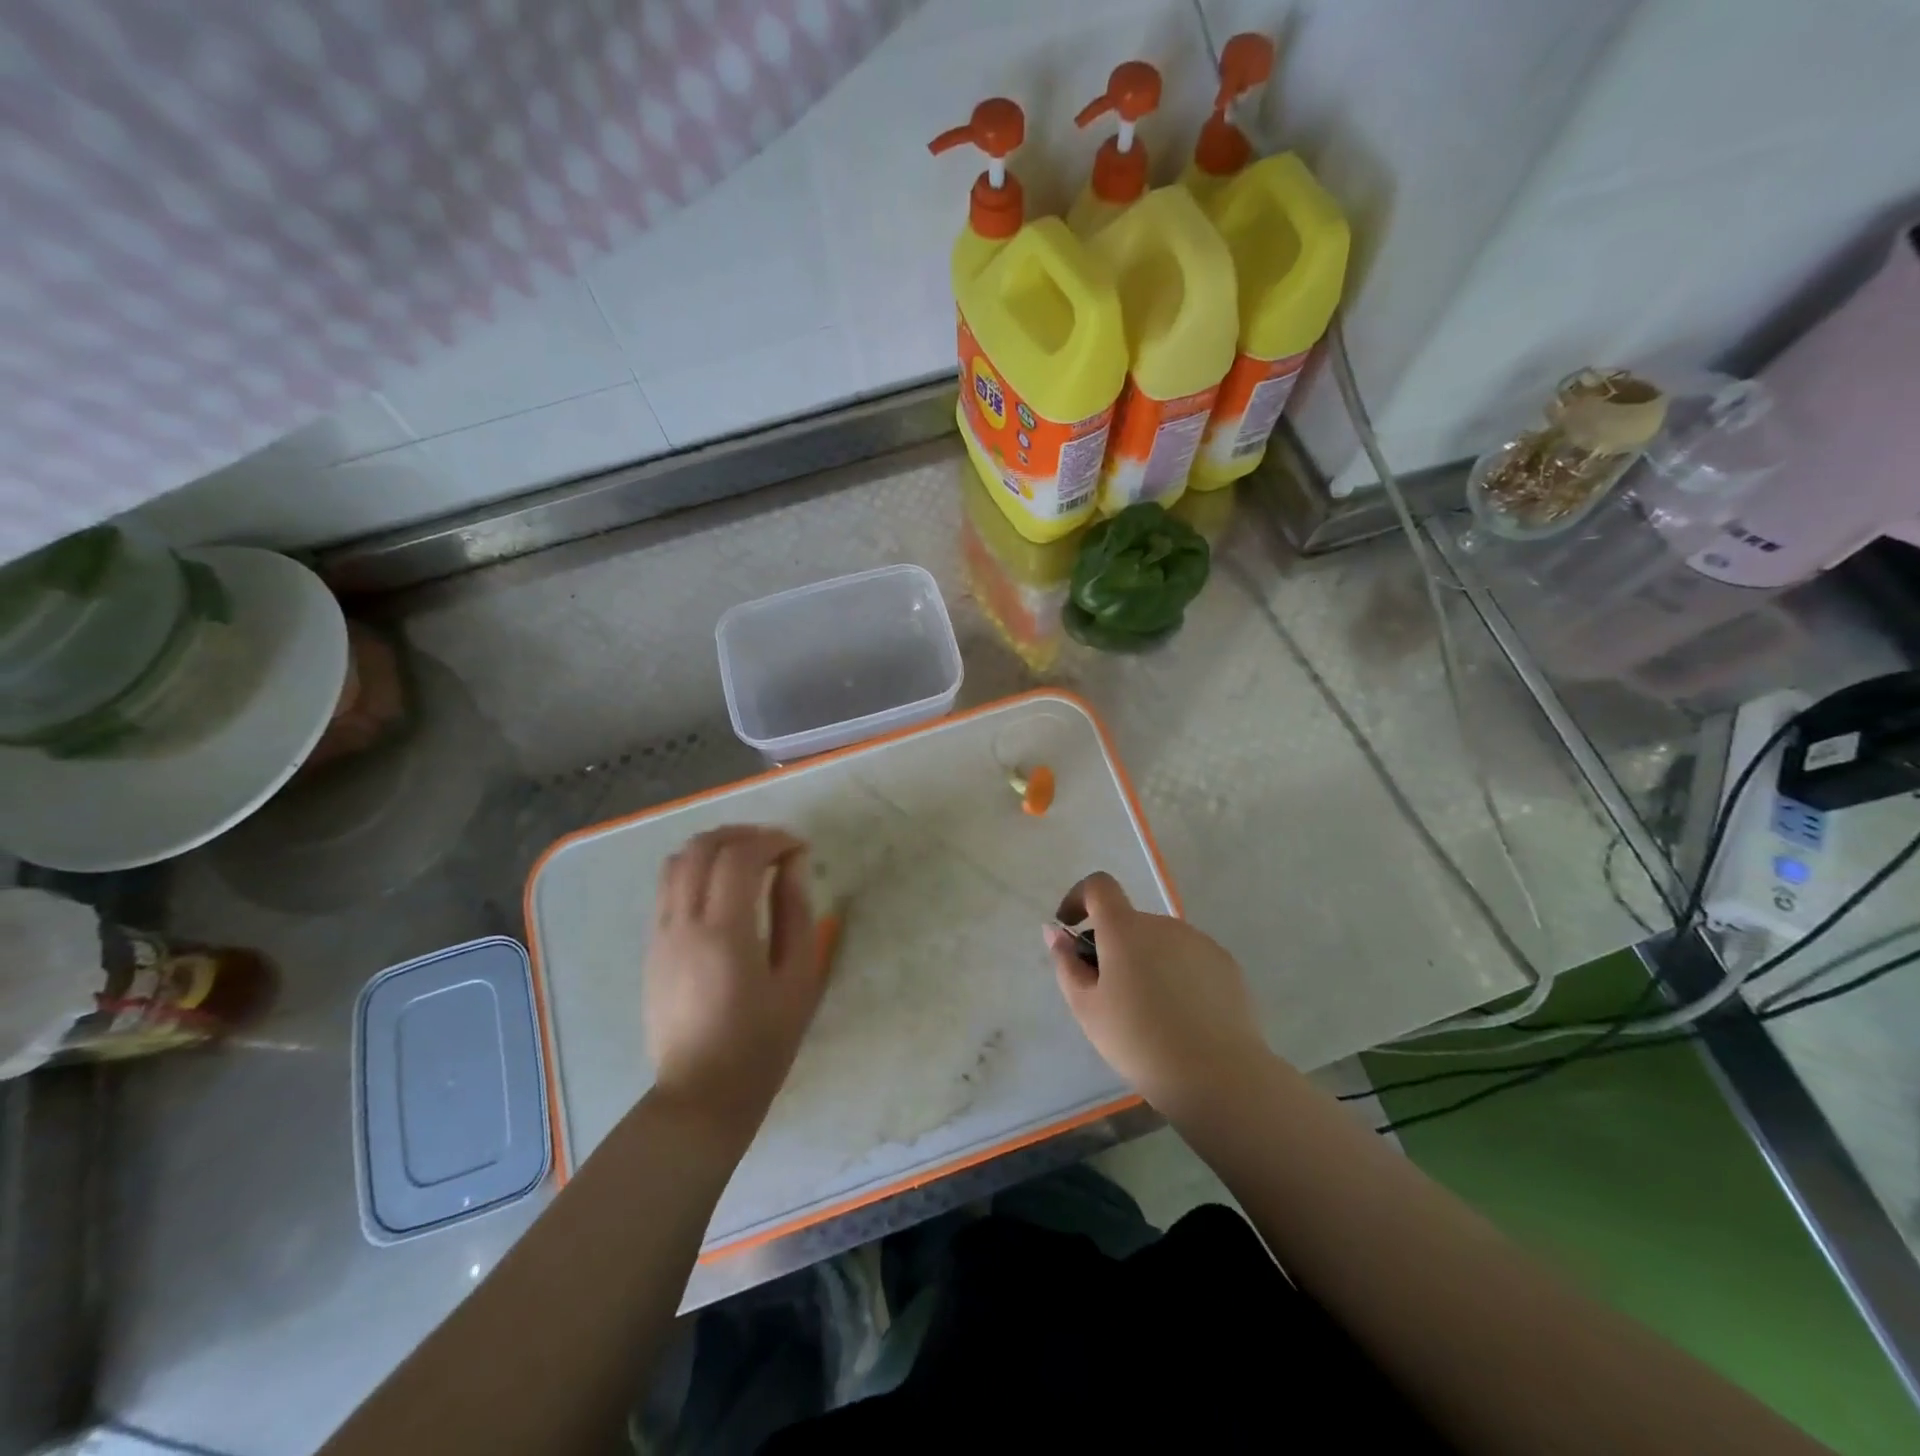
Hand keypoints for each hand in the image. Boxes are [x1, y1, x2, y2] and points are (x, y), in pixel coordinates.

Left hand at [643, 826, 826, 1142]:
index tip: (800, 849)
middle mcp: (684, 923)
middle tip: (776, 846)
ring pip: (677, 861)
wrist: (701, 1096)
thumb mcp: (797, 979)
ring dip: (715, 847)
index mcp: (725, 932)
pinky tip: (722, 888)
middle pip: (703, 847)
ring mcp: (660, 934)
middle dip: (743, 834)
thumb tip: (794, 864)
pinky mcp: (651, 948)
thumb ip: (796, 913)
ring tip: (748, 859)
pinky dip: (696, 869)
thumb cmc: (762, 1043)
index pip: (741, 856)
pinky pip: (667, 887)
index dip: (774, 840)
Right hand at [1045, 872, 1270, 1112]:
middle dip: (1113, 946)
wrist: (1218, 1076)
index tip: (1072, 928)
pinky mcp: (1225, 963)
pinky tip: (1181, 1016)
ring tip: (1149, 1012)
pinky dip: (1176, 974)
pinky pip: (1188, 958)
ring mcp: (1198, 942)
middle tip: (1109, 993)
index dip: (1080, 898)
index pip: (1099, 886)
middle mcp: (1163, 924)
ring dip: (1145, 961)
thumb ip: (1067, 963)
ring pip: (1159, 942)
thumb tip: (1056, 932)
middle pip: (1129, 922)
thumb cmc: (1139, 1041)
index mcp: (1125, 929)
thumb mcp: (1087, 1008)